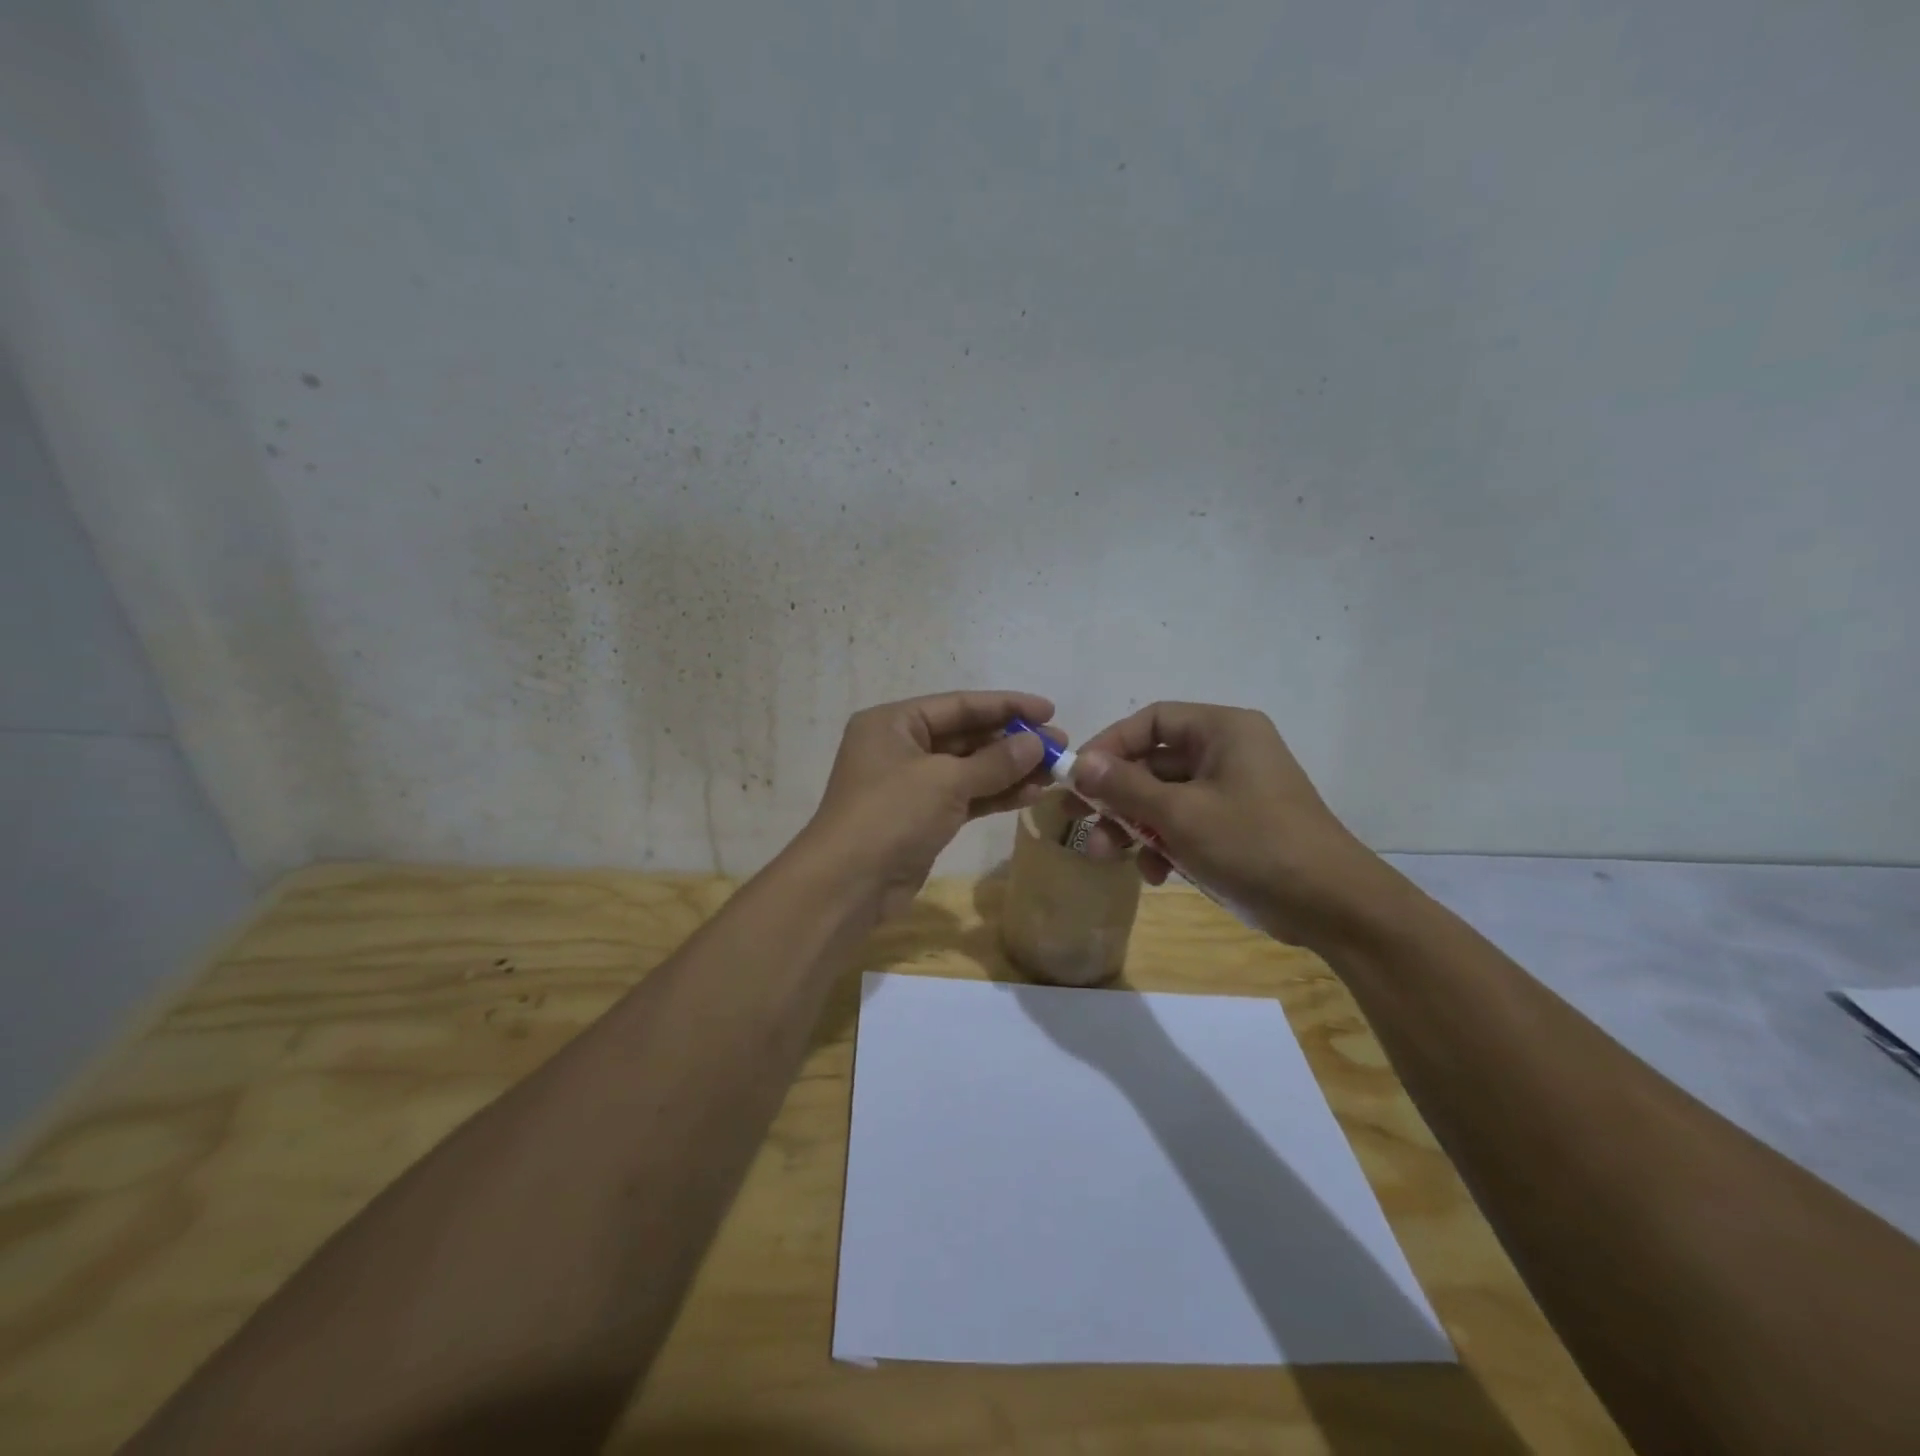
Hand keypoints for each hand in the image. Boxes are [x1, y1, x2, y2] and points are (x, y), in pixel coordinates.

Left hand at [799, 690, 1058, 919]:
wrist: (848, 884)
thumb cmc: (890, 815)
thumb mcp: (945, 781)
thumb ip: (994, 761)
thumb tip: (1037, 742)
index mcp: (894, 722)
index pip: (959, 705)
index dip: (1006, 705)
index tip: (1050, 709)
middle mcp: (900, 747)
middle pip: (965, 736)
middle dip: (1012, 741)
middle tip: (1060, 745)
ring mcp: (911, 784)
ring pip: (969, 769)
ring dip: (1010, 770)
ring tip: (1055, 771)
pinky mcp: (922, 818)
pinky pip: (965, 797)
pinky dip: (995, 795)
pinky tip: (1031, 794)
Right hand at [1068, 702, 1400, 946]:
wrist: (1333, 907)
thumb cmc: (1254, 845)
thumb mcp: (1180, 815)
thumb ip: (1124, 787)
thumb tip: (1078, 763)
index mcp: (1223, 730)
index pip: (1151, 721)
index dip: (1109, 745)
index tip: (1076, 777)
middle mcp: (1228, 751)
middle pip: (1154, 762)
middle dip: (1115, 796)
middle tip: (1076, 819)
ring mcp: (1234, 790)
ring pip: (1165, 797)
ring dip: (1133, 826)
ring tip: (1107, 856)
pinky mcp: (1236, 825)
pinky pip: (1186, 822)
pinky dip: (1165, 844)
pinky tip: (1155, 875)